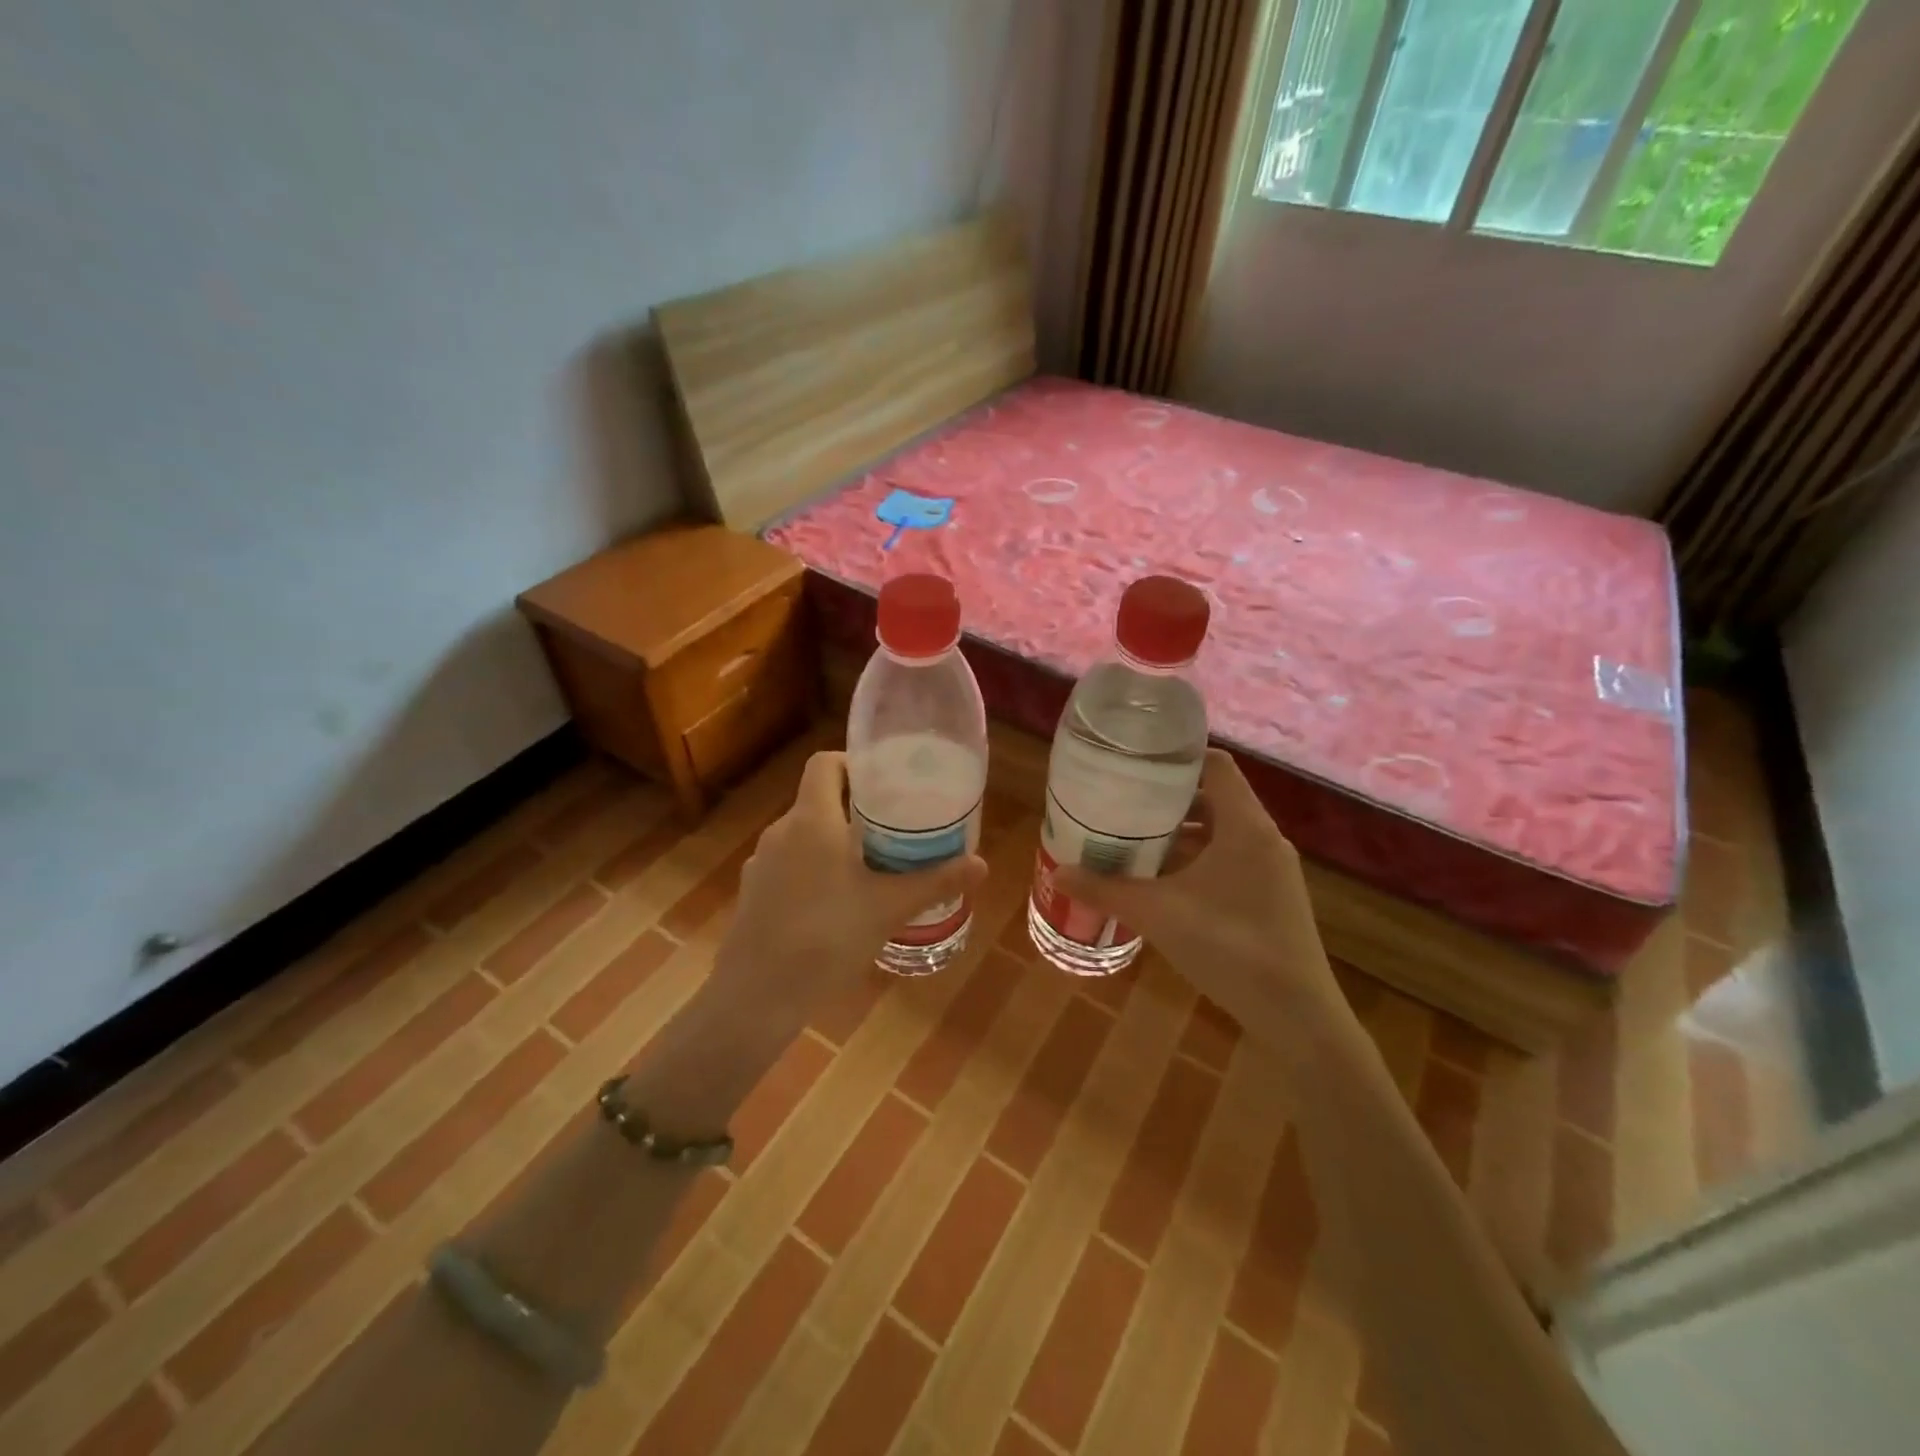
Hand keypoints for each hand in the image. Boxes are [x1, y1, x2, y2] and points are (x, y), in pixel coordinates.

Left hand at [720, 751, 987, 1009]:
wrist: (757, 995)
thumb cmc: (827, 937)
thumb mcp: (889, 908)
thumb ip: (935, 882)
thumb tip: (981, 864)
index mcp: (812, 819)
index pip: (825, 763)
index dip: (853, 764)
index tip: (884, 783)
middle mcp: (781, 831)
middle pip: (817, 800)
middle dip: (854, 809)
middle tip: (893, 829)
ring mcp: (761, 863)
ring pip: (803, 836)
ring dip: (833, 843)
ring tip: (869, 868)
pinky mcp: (752, 893)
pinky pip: (788, 866)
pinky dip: (812, 871)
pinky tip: (835, 905)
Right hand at [1053, 749, 1341, 1022]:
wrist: (1296, 1016)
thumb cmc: (1229, 947)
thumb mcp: (1158, 914)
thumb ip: (1106, 890)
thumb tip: (1059, 874)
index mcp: (1246, 826)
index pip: (1216, 764)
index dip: (1177, 758)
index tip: (1137, 765)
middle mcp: (1264, 839)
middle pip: (1215, 798)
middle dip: (1168, 800)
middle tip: (1124, 802)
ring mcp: (1272, 870)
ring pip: (1222, 832)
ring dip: (1182, 833)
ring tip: (1134, 839)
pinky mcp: (1272, 897)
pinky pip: (1230, 859)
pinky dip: (1197, 859)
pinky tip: (1163, 881)